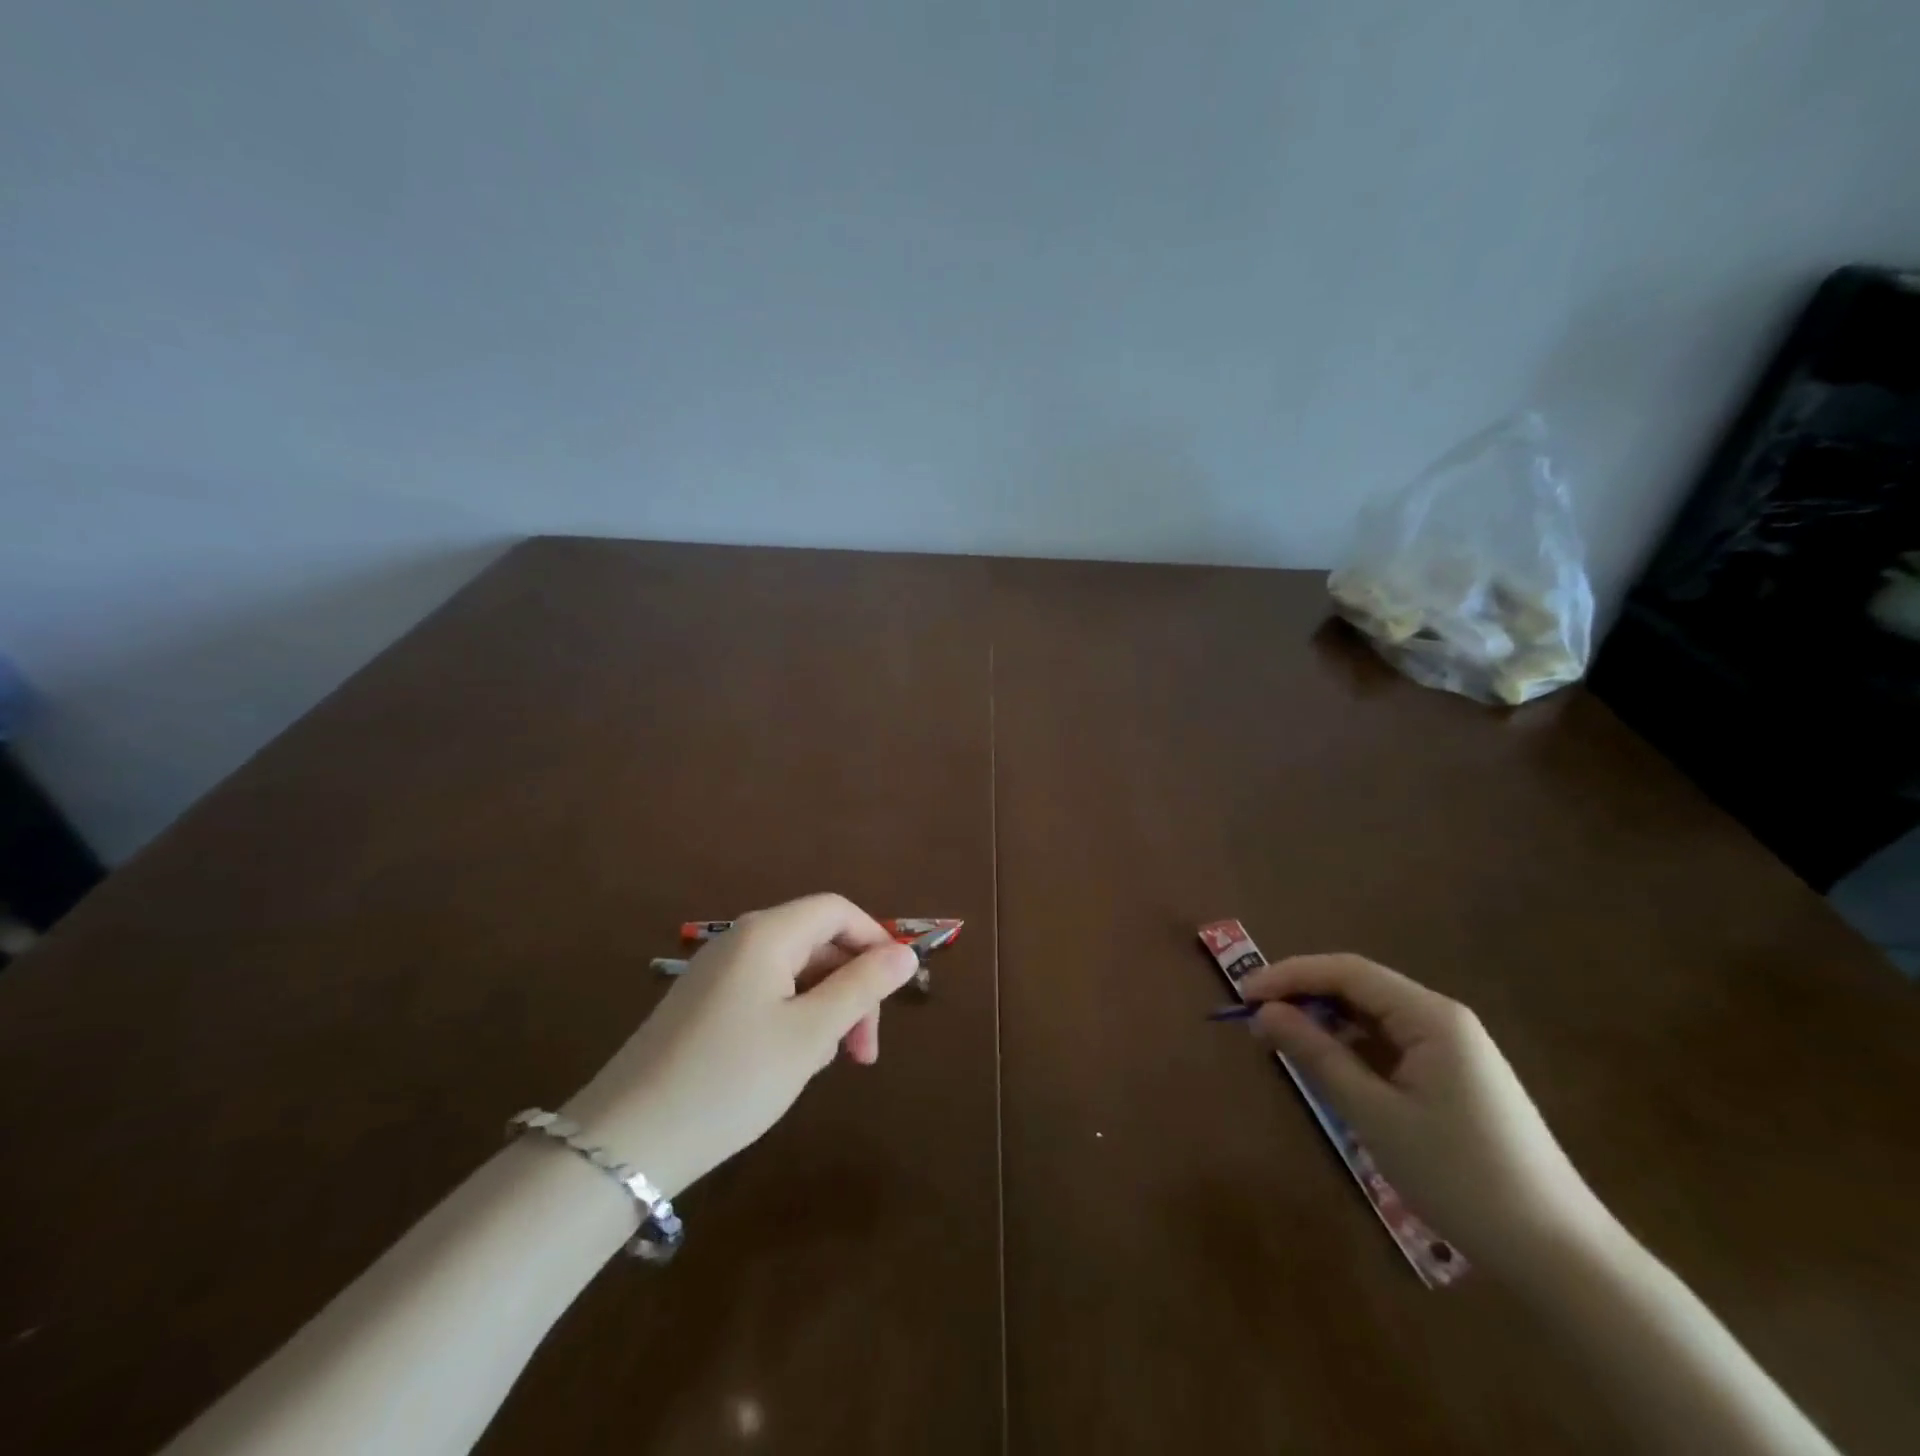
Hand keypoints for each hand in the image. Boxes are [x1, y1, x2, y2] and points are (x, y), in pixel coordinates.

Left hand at [559, 894, 918, 1197]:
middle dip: (851, 989)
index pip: (837, 910)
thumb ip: (863, 987)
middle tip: (862, 1054)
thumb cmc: (731, 1080)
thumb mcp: (811, 1034)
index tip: (894, 994)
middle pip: (818, 943)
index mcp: (767, 934)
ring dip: (824, 1009)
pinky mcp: (703, 1005)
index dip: (874, 942)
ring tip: (821, 1064)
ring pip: (794, 973)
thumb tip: (905, 952)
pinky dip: (791, 1020)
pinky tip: (788, 1064)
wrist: (625, 1142)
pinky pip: (766, 994)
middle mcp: (741, 941)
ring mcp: (717, 973)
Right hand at [1240, 954, 1608, 1266]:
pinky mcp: (1455, 1077)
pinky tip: (1331, 1070)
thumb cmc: (1459, 1175)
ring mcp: (1453, 1048)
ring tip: (1283, 1044)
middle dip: (1304, 997)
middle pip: (1359, 988)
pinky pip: (1391, 1044)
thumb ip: (1316, 1054)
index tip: (1243, 995)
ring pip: (1373, 1016)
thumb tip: (1264, 1012)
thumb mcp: (1374, 1113)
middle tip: (1256, 1021)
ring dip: (1325, 1023)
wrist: (1558, 1253)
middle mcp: (1443, 1019)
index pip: (1346, 971)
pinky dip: (1352, 1048)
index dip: (1290, 975)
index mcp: (1430, 1016)